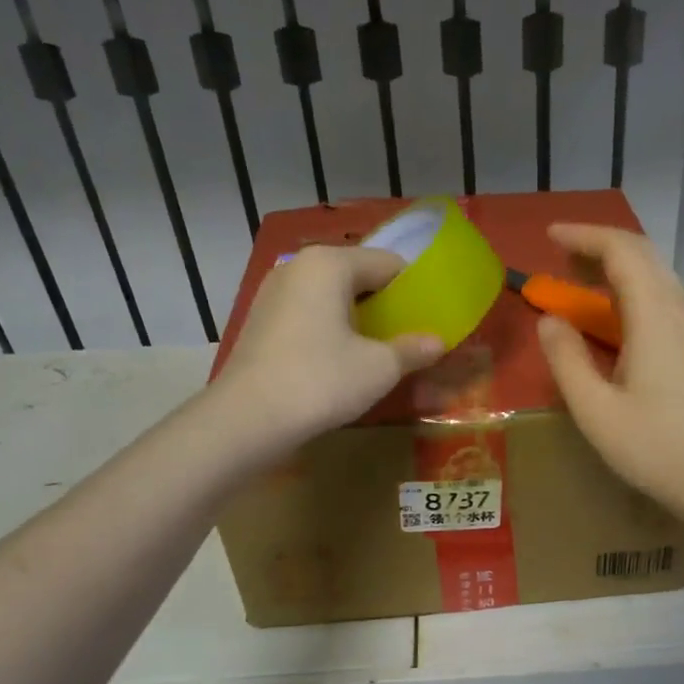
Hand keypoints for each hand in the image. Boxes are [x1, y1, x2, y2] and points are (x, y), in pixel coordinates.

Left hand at [212, 245, 442, 447]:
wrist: (247, 419)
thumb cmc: (321, 381)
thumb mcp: (379, 367)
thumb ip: (412, 349)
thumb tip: (437, 342)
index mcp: (330, 264)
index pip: (388, 263)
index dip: (415, 290)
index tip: (431, 317)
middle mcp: (298, 267)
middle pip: (357, 276)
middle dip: (385, 305)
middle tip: (408, 336)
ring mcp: (273, 293)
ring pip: (330, 296)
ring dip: (356, 318)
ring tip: (377, 350)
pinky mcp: (260, 321)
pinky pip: (308, 314)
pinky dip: (329, 329)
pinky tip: (339, 360)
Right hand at [537, 223, 683, 526]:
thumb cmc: (656, 448)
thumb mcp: (595, 410)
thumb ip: (566, 359)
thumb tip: (550, 321)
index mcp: (654, 315)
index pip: (622, 250)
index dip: (584, 236)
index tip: (550, 238)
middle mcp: (681, 309)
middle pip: (643, 255)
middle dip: (599, 247)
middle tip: (560, 258)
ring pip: (657, 275)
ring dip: (618, 268)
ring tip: (582, 283)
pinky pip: (666, 298)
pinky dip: (634, 290)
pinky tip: (618, 318)